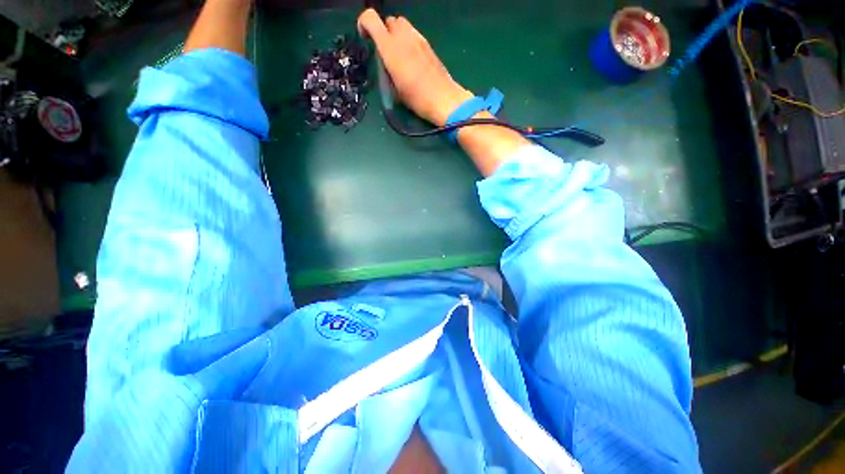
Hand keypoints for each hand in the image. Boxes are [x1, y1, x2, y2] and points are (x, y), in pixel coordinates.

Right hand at [357, 9, 472, 125]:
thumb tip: (386, 61)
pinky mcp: (428, 44)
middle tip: (385, 52)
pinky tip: (412, 60)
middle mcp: (403, 37)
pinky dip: (408, 41)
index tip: (366, 40)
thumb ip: (387, 69)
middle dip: (383, 32)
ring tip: (399, 56)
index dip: (363, 24)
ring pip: (402, 24)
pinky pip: (413, 34)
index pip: (370, 18)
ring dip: (396, 35)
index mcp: (390, 48)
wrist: (444, 100)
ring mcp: (418, 38)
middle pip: (388, 20)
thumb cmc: (418, 99)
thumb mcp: (395, 89)